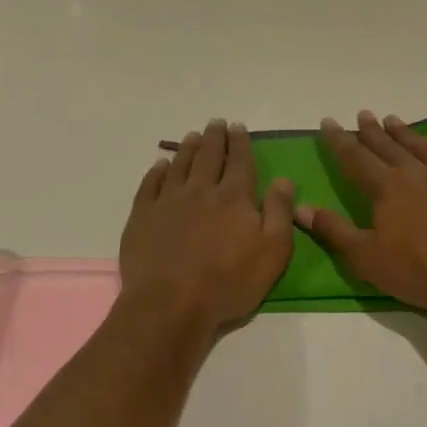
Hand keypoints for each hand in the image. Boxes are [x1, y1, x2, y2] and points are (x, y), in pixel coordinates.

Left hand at [118, 119, 295, 336]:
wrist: (171, 304)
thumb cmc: (228, 282)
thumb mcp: (272, 252)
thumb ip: (279, 213)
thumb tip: (283, 179)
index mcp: (234, 198)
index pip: (240, 162)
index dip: (240, 143)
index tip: (238, 127)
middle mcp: (201, 191)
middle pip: (209, 156)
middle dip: (215, 137)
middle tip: (216, 122)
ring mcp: (168, 201)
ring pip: (180, 165)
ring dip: (188, 148)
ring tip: (193, 136)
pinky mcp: (143, 216)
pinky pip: (151, 185)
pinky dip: (157, 171)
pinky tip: (160, 165)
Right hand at [297, 110, 426, 325]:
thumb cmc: (421, 270)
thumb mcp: (367, 258)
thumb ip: (334, 230)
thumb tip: (300, 207)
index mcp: (386, 187)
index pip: (355, 158)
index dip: (340, 140)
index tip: (329, 122)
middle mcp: (416, 173)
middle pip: (388, 146)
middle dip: (371, 130)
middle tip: (362, 113)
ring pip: (420, 146)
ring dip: (404, 133)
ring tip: (393, 120)